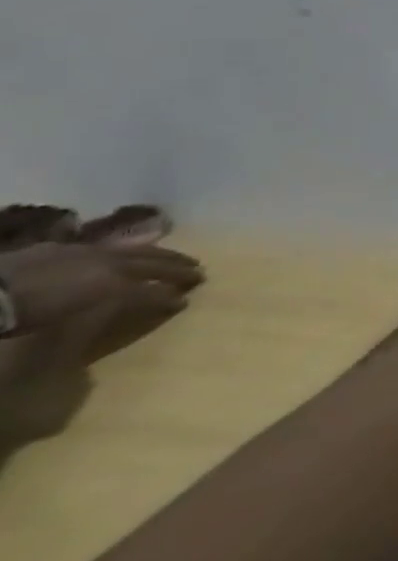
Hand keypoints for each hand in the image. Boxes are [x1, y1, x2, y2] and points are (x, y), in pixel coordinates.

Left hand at [0, 241, 203, 344]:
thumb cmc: (35, 310)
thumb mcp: (80, 313)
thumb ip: (122, 304)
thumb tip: (159, 302)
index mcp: (118, 277)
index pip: (153, 286)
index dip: (170, 293)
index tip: (187, 300)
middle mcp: (111, 259)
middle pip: (152, 261)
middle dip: (176, 267)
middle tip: (198, 270)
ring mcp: (85, 251)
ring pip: (132, 249)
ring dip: (155, 254)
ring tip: (169, 257)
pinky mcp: (60, 249)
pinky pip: (100, 248)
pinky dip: (118, 251)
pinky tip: (115, 255)